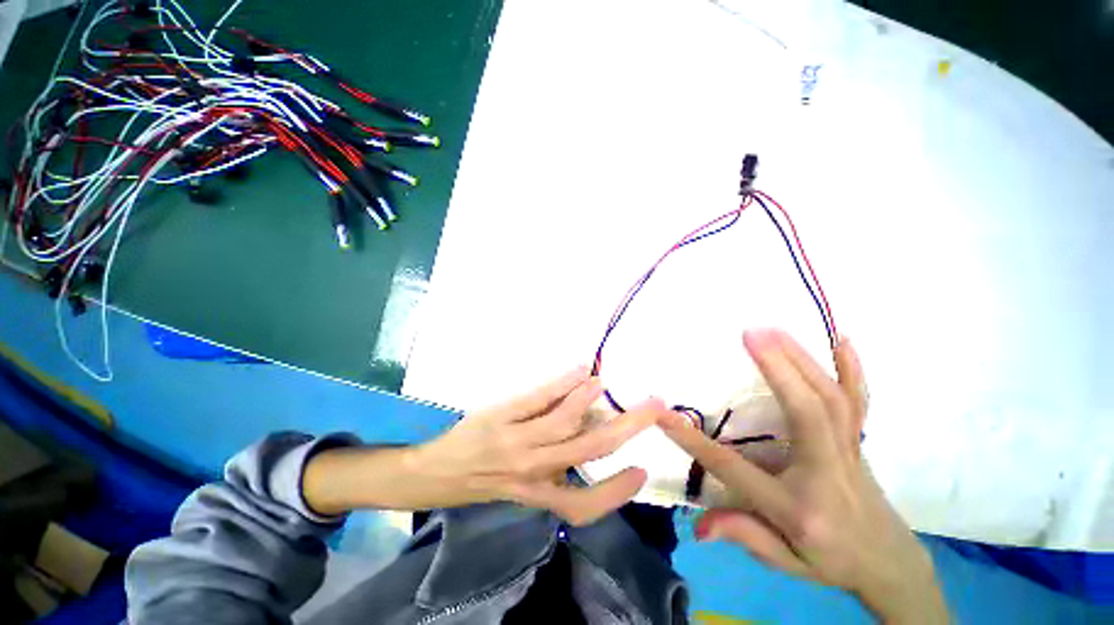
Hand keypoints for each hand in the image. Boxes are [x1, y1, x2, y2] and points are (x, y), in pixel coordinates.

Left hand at [304, 367, 664, 525]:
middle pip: (589, 448)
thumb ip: (561, 460)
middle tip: (655, 407)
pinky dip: (564, 384)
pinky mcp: (501, 415)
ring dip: (592, 399)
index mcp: (539, 492)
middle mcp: (533, 470)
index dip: (617, 491)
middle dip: (628, 427)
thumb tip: (597, 425)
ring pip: (565, 420)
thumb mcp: (524, 482)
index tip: (643, 470)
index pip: (585, 503)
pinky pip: (538, 398)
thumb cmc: (485, 479)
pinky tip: (582, 371)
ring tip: (609, 383)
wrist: (435, 471)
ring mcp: (516, 441)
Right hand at [659, 329, 947, 623]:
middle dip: (777, 369)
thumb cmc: (830, 560)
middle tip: (750, 334)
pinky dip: (852, 369)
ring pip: (831, 399)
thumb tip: (699, 527)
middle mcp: (827, 471)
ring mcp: (848, 452)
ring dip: (803, 359)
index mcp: (798, 506)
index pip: (735, 469)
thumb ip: (743, 536)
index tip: (664, 415)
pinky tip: (843, 340)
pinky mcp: (858, 441)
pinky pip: (858, 402)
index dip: (696, 443)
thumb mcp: (785, 561)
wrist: (890, 564)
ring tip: (774, 330)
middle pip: (806, 413)